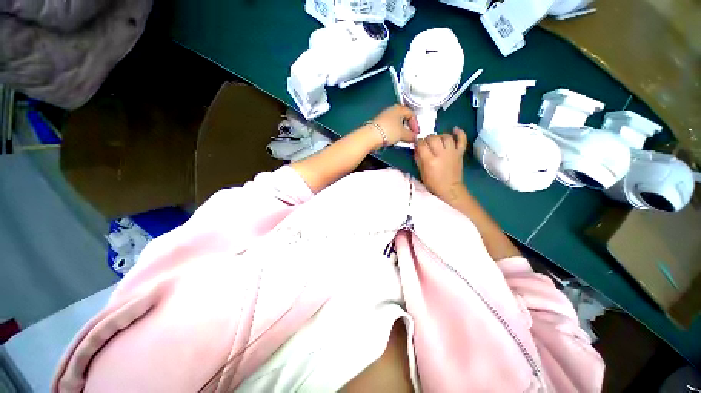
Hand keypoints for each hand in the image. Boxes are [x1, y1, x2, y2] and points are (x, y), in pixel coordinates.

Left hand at [367, 105, 418, 147]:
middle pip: (402, 117)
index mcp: (399, 109)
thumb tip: (415, 138)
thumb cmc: (389, 131)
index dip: (415, 124)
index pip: (411, 113)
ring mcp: (383, 117)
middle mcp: (390, 110)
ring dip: (400, 130)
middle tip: (409, 135)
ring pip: (395, 122)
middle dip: (407, 126)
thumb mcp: (403, 134)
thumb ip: (411, 136)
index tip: (416, 133)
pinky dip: (392, 132)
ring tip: (401, 138)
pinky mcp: (377, 124)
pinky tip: (392, 139)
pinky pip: (388, 127)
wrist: (371, 136)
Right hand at [415, 127, 468, 202]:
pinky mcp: (460, 153)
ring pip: (446, 136)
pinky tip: (455, 129)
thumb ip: (418, 158)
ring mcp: (452, 153)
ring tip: (437, 140)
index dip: (418, 142)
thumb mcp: (421, 172)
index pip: (422, 144)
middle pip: (433, 138)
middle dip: (427, 138)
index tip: (417, 144)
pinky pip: (462, 140)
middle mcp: (441, 154)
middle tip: (426, 143)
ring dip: (440, 135)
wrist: (449, 189)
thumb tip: (417, 148)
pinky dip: (459, 133)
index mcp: (430, 160)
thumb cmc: (433, 183)